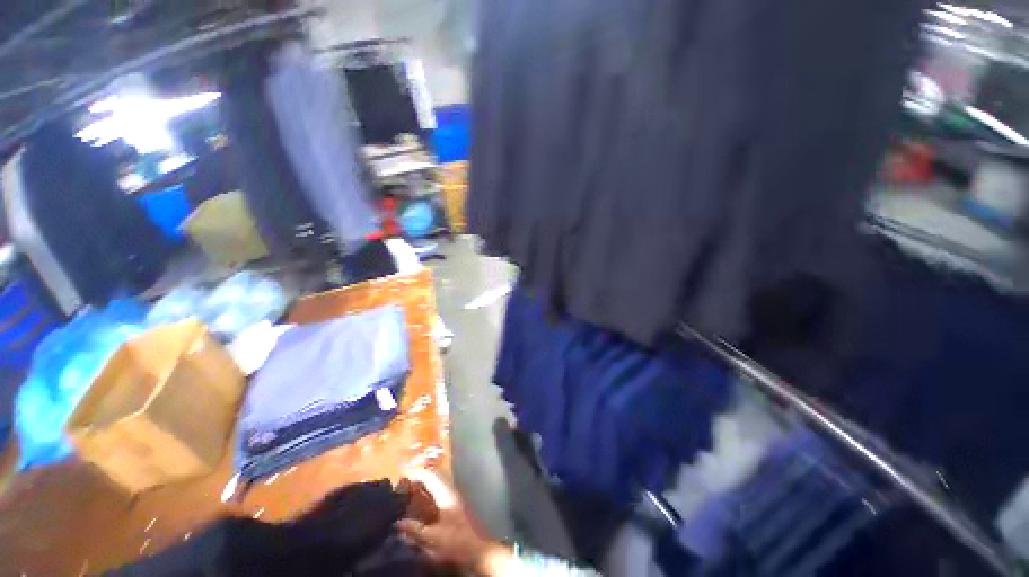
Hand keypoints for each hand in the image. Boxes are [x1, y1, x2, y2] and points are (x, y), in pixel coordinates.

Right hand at [396, 470, 510, 574]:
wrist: (477, 550)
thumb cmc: (456, 541)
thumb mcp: (433, 537)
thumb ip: (415, 530)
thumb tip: (398, 522)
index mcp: (446, 494)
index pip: (430, 476)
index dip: (416, 474)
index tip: (402, 475)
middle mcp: (450, 493)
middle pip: (433, 480)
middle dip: (418, 480)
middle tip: (402, 484)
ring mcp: (453, 500)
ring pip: (436, 488)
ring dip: (423, 488)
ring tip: (407, 492)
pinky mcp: (454, 509)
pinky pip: (438, 497)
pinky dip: (428, 497)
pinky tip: (419, 506)